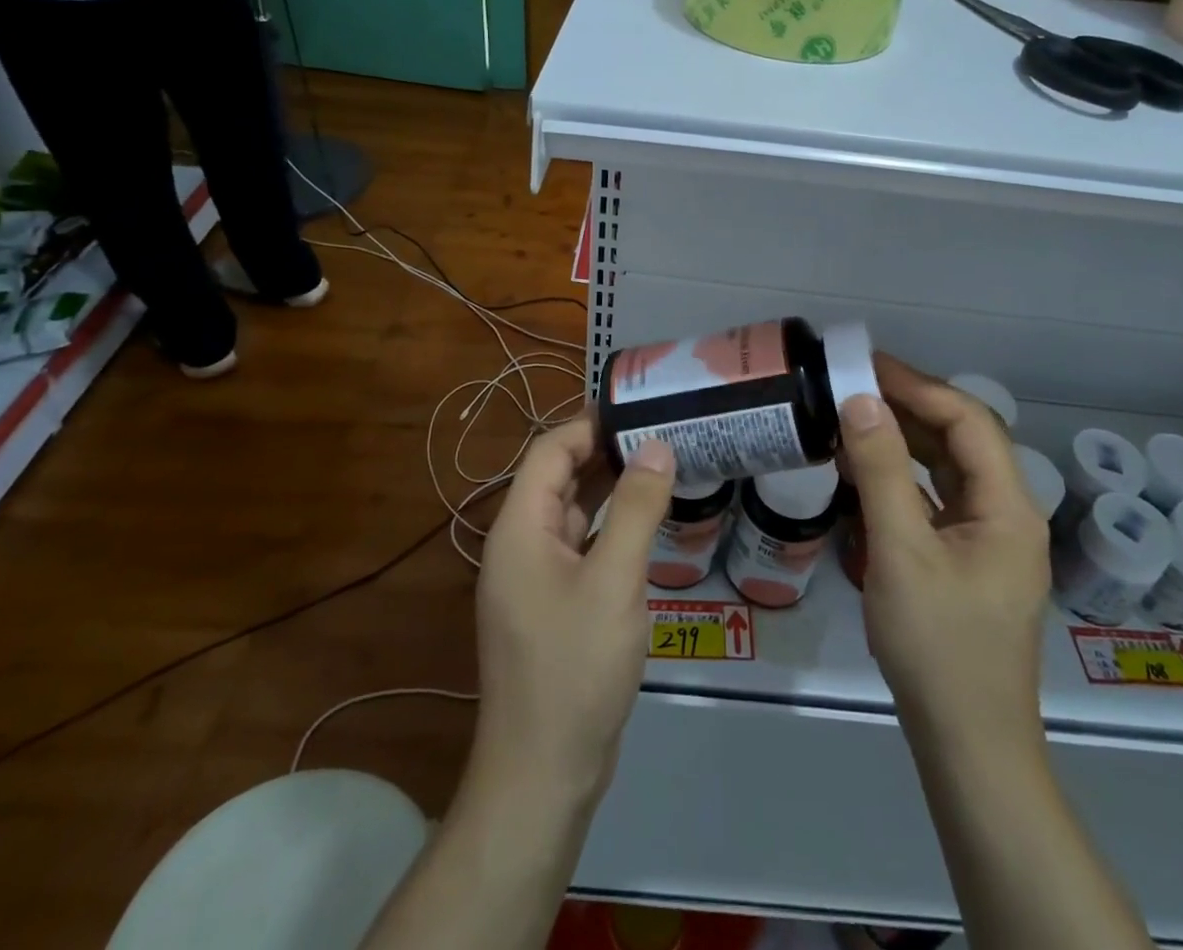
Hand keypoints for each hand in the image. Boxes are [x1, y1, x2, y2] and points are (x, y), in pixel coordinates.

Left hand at [472, 416, 674, 805]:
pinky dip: (610, 527)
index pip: (550, 451)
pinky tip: (647, 524)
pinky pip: (581, 547)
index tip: (640, 409)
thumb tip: (656, 445)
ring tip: (662, 465)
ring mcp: (534, 578)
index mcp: (520, 528)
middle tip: (662, 432)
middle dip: (606, 452)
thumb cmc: (575, 667)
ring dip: (611, 489)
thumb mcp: (615, 581)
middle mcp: (520, 544)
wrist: (543, 774)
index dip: (591, 425)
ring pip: (573, 514)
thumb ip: (637, 508)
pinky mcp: (552, 605)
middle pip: (560, 478)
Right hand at [840, 354, 1051, 740]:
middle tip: (854, 384)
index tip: (867, 367)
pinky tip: (865, 470)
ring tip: (854, 415)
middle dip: (909, 406)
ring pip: (948, 467)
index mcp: (1009, 506)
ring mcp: (989, 538)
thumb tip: (860, 400)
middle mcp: (1008, 513)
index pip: (968, 420)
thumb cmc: (938, 646)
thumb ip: (881, 470)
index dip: (918, 386)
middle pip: (961, 438)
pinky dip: (902, 476)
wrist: (967, 746)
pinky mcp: (968, 559)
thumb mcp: (901, 551)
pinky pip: (937, 498)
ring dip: (904, 438)